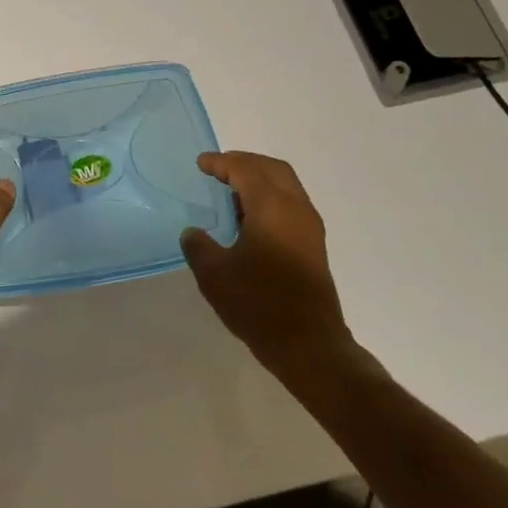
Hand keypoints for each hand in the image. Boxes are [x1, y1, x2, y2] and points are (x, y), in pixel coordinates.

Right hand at [180, 151, 356, 374]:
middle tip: (218, 169)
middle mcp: (296, 208)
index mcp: (272, 206)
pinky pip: (291, 204)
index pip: (245, 169)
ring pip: (286, 185)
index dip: (221, 163)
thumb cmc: (259, 303)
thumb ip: (198, 246)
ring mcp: (309, 227)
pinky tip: (249, 218)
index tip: (201, 164)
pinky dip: (269, 197)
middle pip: (272, 169)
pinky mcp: (314, 246)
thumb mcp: (214, 275)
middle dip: (244, 163)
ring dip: (259, 180)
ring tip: (230, 191)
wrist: (308, 345)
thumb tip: (193, 233)